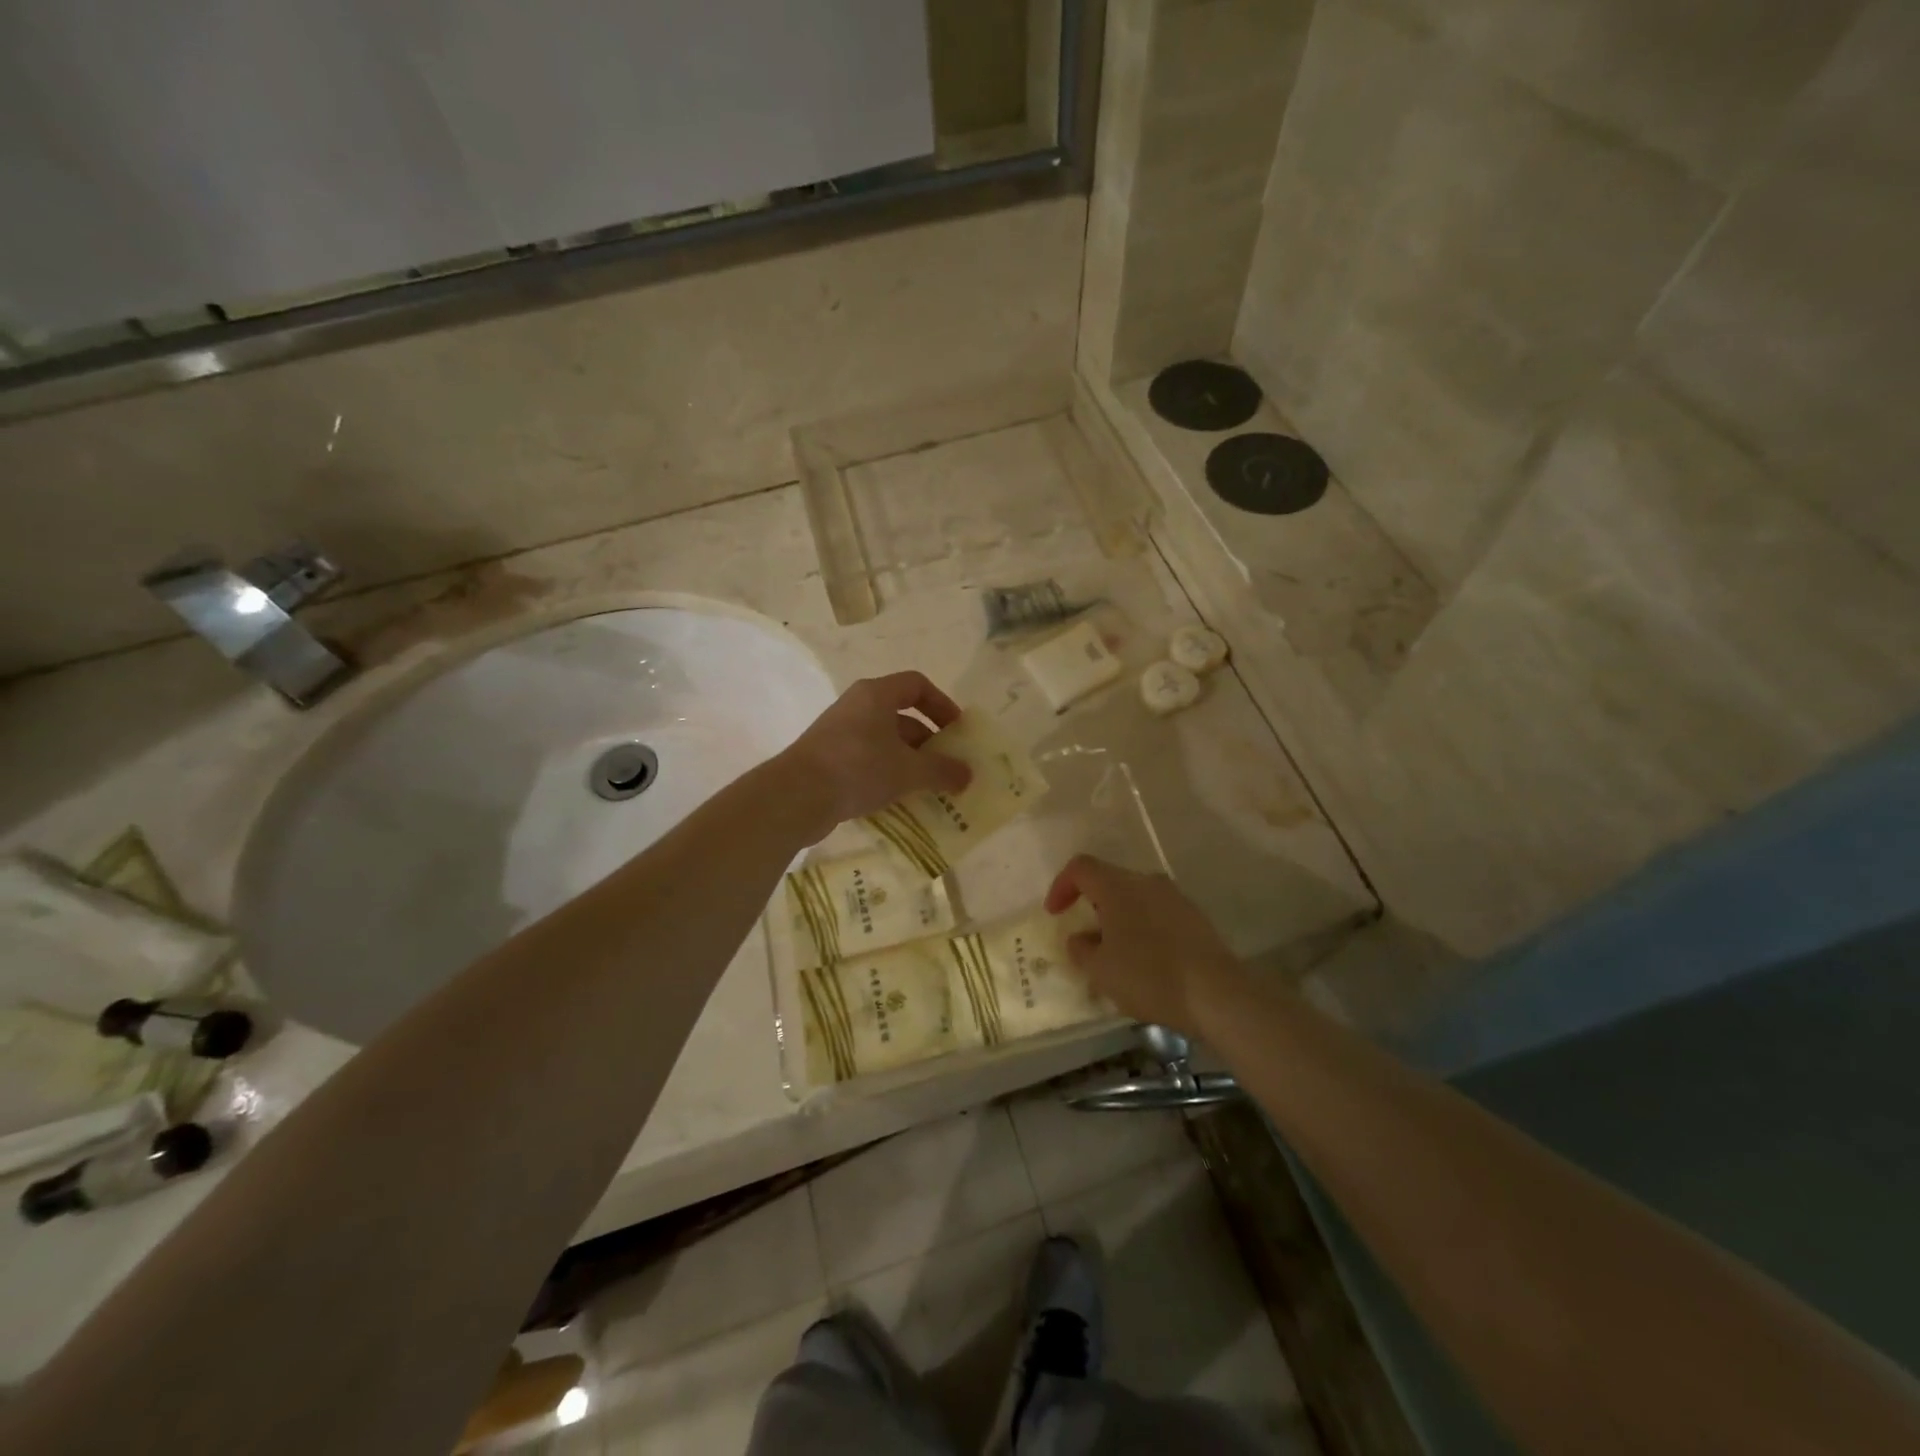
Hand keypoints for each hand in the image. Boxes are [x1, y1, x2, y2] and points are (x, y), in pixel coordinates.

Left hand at [777, 671, 972, 838]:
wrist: (797, 796)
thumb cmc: (858, 768)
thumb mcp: (908, 771)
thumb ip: (941, 771)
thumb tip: (968, 775)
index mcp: (876, 695)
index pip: (917, 685)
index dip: (942, 705)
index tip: (957, 731)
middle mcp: (856, 706)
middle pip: (901, 715)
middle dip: (928, 741)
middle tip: (945, 766)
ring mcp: (839, 732)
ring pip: (884, 740)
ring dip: (908, 761)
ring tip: (926, 788)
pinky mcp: (828, 758)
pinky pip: (866, 759)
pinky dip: (886, 774)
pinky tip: (897, 799)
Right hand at [1044, 855, 1244, 1034]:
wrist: (1217, 995)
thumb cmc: (1149, 976)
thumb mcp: (1100, 970)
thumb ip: (1081, 949)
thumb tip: (1079, 938)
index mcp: (1118, 886)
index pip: (1081, 867)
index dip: (1061, 886)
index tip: (1055, 914)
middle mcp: (1147, 881)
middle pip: (1110, 881)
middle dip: (1092, 905)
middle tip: (1086, 938)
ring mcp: (1175, 897)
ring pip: (1135, 898)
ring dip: (1119, 918)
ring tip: (1116, 954)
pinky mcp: (1195, 917)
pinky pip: (1157, 913)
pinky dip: (1143, 928)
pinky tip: (1145, 961)